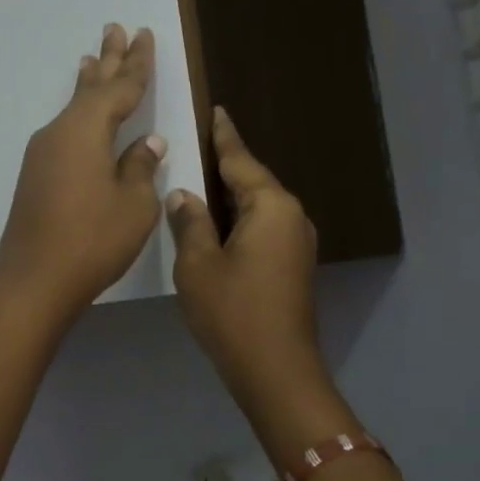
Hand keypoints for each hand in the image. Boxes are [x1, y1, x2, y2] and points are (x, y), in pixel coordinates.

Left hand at [0, 24, 167, 327]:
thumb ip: (141, 168)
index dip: (137, 63)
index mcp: (87, 130)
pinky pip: (64, 129)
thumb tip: (147, 144)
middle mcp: (60, 132)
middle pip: (91, 88)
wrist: (34, 280)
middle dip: (109, 59)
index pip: (120, 88)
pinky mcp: (37, 175)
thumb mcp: (133, 205)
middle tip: (116, 27)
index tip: (144, 34)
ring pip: (73, 107)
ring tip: (92, 57)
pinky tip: (79, 114)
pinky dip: (77, 113)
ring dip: (87, 83)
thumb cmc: (92, 240)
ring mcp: (43, 154)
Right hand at [165, 108, 335, 428]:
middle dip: (226, 165)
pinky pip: (263, 227)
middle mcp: (291, 217)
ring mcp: (296, 243)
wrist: (276, 370)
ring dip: (231, 195)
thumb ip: (190, 222)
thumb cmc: (233, 312)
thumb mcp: (198, 264)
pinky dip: (239, 219)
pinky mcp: (293, 265)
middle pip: (253, 181)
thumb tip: (184, 195)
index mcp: (271, 206)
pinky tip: (216, 223)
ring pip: (258, 206)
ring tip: (199, 180)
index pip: (241, 160)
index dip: (224, 136)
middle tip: (196, 144)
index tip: (217, 110)